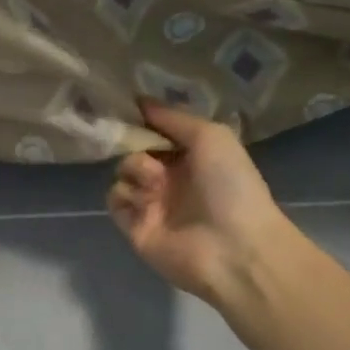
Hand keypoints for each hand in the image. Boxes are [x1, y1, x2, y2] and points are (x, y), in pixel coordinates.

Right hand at [108, 100, 293, 305]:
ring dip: (134, 169)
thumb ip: (173, 117)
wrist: (234, 248)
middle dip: (133, 141)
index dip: (144, 118)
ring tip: (155, 184)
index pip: (157, 130)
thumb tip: (139, 101)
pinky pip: (115, 198)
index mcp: (192, 155)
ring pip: (122, 170)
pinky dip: (124, 194)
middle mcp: (170, 176)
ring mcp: (152, 201)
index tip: (128, 106)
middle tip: (142, 146)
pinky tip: (144, 200)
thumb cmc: (230, 186)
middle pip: (135, 147)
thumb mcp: (211, 136)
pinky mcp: (135, 226)